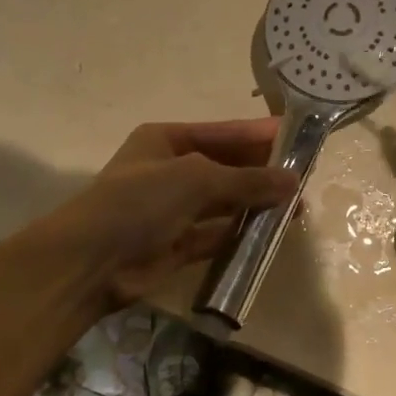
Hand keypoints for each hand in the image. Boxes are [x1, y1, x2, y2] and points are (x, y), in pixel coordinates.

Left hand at [38, 118, 297, 308]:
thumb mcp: (197, 179)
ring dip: (256, 204)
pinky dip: (241, 233)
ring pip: (225, 202)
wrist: (90, 262)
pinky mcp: (177, 244)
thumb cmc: (140, 202)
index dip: (261, 134)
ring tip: (298, 206)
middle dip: (263, 171)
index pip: (225, 132)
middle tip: (305, 176)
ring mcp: (173, 209)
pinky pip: (217, 234)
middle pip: (227, 166)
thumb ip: (247, 180)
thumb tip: (294, 180)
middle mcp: (171, 170)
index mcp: (167, 140)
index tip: (299, 138)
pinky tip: (271, 234)